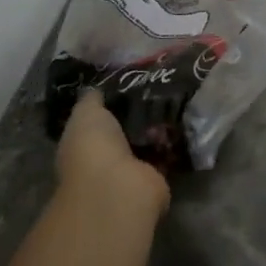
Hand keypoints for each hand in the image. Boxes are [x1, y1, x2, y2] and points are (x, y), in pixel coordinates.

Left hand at [56, 91, 170, 220]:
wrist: (118, 187)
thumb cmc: (94, 147)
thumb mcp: (86, 113)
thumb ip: (92, 99)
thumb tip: (98, 87)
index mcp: (83, 142)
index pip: (99, 117)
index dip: (114, 100)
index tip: (134, 78)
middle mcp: (105, 157)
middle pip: (126, 128)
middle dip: (141, 111)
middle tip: (161, 85)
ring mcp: (130, 169)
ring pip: (147, 140)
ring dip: (158, 125)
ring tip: (175, 98)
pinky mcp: (155, 177)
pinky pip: (165, 153)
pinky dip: (173, 141)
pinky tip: (183, 119)